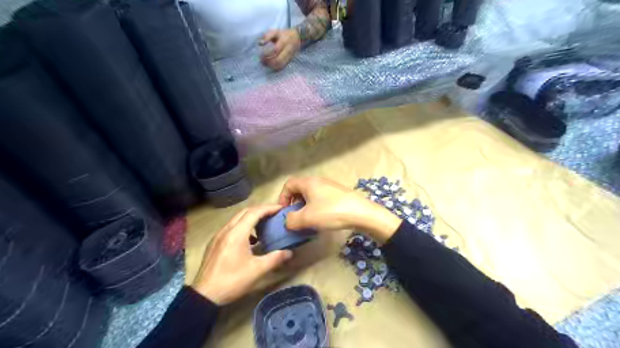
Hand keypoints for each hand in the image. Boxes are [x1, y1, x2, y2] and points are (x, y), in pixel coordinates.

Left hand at [192, 205, 292, 305]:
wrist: (204, 295)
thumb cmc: (232, 281)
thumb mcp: (257, 270)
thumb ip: (275, 258)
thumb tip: (290, 252)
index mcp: (237, 233)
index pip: (254, 212)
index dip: (269, 208)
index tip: (281, 209)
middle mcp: (226, 230)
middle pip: (245, 211)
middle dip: (261, 210)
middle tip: (274, 214)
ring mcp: (218, 236)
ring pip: (237, 219)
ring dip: (251, 217)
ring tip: (264, 225)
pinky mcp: (214, 243)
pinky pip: (231, 227)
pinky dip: (243, 226)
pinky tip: (249, 240)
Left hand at [260, 28, 300, 70]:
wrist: (297, 37)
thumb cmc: (284, 34)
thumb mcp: (276, 31)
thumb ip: (267, 36)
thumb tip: (260, 43)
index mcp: (284, 41)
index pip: (275, 50)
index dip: (268, 54)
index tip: (261, 55)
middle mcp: (287, 50)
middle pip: (279, 60)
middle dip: (269, 62)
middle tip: (262, 62)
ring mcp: (289, 56)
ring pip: (281, 64)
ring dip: (272, 66)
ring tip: (266, 64)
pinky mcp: (289, 60)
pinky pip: (283, 66)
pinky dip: (276, 67)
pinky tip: (271, 66)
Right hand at [277, 177, 402, 242]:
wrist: (361, 213)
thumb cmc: (331, 212)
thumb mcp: (306, 218)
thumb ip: (291, 220)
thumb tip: (288, 221)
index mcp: (309, 182)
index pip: (289, 184)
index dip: (282, 197)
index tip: (284, 211)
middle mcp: (318, 181)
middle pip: (300, 189)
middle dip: (294, 203)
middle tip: (295, 217)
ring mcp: (330, 187)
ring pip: (311, 195)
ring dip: (305, 207)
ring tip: (307, 220)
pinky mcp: (339, 194)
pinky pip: (321, 198)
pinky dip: (316, 207)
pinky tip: (321, 219)